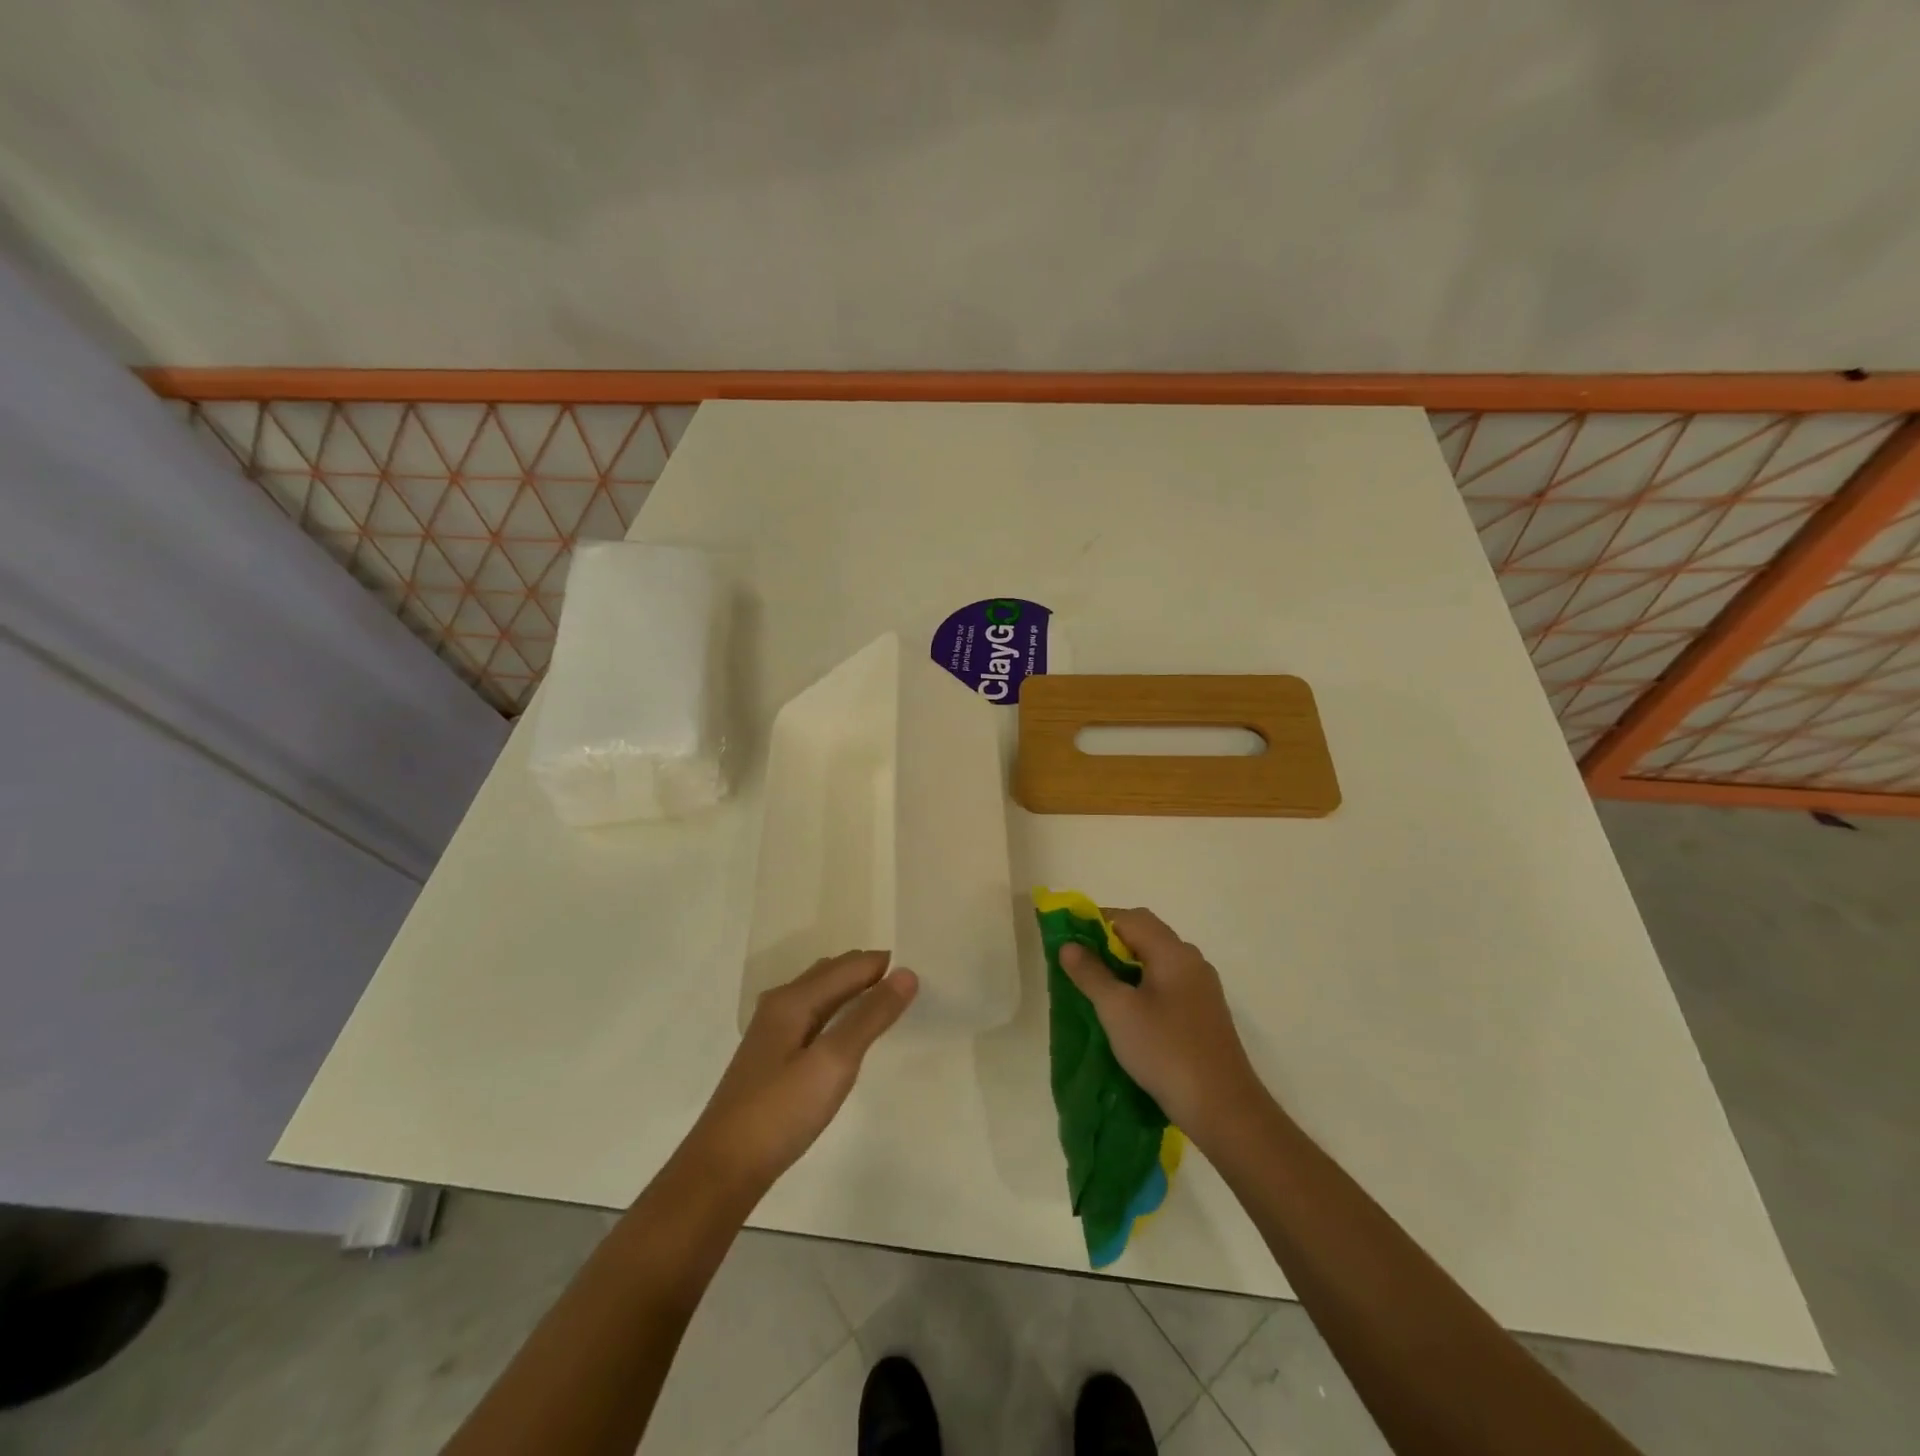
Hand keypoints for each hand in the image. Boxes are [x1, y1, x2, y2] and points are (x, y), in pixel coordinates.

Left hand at [682, 951, 917, 1197]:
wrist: (723, 1169)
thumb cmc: (781, 1112)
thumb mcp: (833, 1062)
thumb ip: (870, 1016)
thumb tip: (907, 973)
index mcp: (794, 998)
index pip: (851, 965)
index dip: (886, 965)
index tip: (924, 971)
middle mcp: (781, 1004)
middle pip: (834, 972)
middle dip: (871, 972)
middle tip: (913, 986)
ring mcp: (773, 1031)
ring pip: (822, 994)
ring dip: (855, 991)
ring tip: (890, 1004)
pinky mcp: (773, 1057)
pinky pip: (815, 1016)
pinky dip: (840, 1012)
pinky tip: (850, 1033)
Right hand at [1059, 908, 1265, 1143]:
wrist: (1222, 1107)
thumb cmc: (1164, 1050)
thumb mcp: (1117, 1010)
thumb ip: (1091, 973)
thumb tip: (1069, 945)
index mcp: (1173, 951)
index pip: (1130, 917)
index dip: (1097, 921)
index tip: (1070, 937)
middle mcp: (1192, 960)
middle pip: (1147, 933)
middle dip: (1111, 941)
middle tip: (1081, 961)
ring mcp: (1202, 986)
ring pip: (1158, 959)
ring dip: (1127, 963)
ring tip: (1099, 985)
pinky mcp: (1205, 1011)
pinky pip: (1169, 981)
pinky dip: (1144, 982)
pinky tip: (1129, 1009)